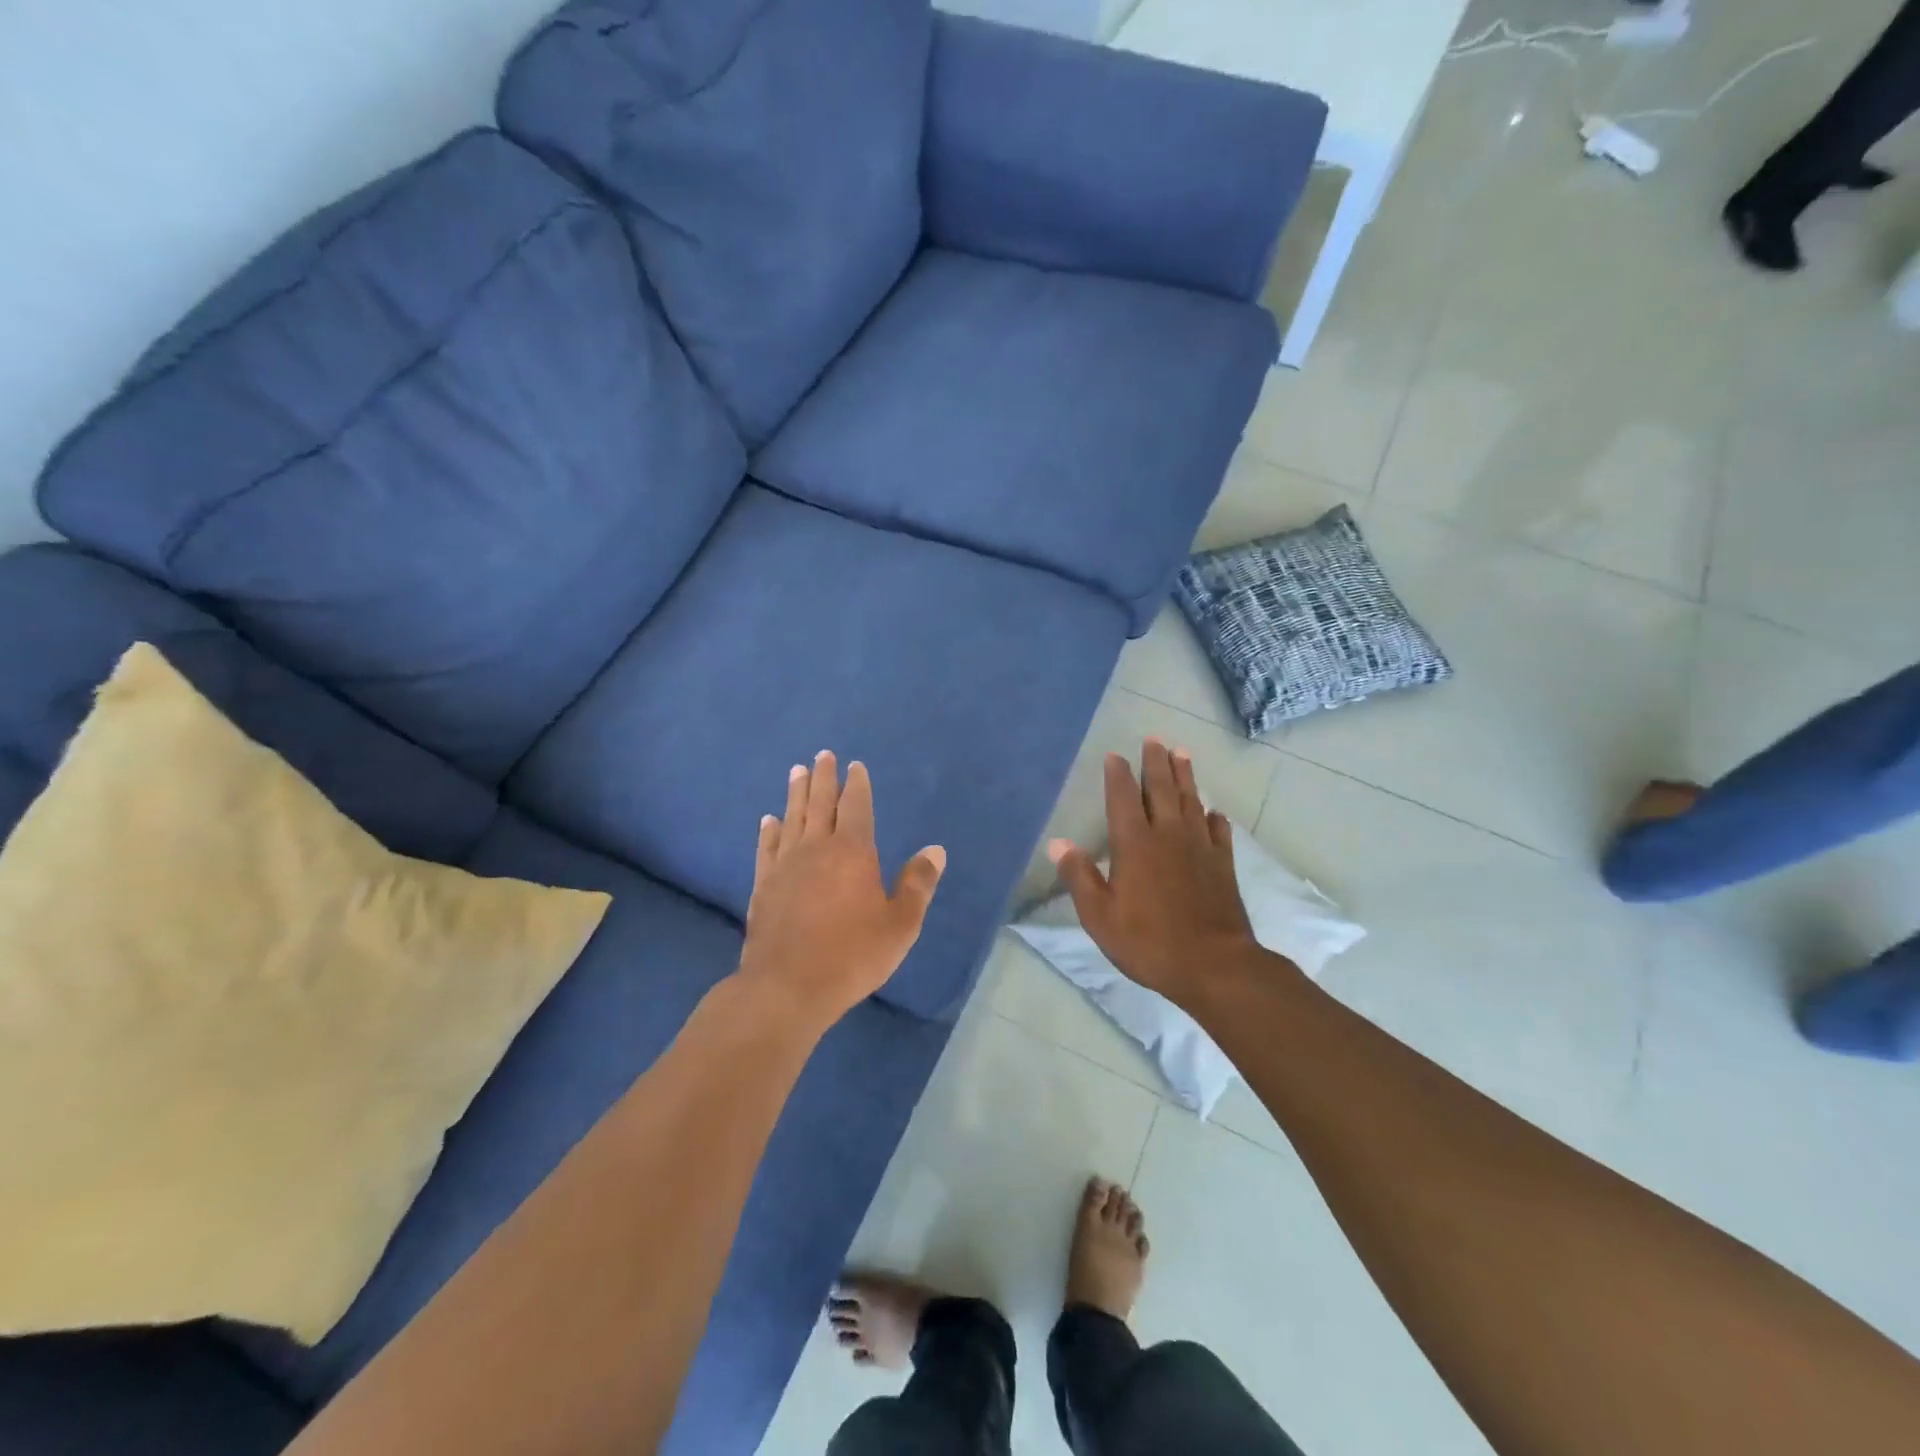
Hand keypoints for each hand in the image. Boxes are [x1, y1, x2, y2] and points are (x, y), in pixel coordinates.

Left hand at [738, 751, 945, 1028]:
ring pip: (792, 818)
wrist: (789, 986)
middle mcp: (817, 848)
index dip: (857, 785)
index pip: (857, 807)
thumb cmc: (852, 955)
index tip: (854, 766)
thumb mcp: (900, 924)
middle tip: (823, 755)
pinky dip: (770, 830)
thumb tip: (936, 850)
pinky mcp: (763, 885)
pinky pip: (767, 847)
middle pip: (821, 803)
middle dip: (823, 778)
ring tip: (797, 771)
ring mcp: (785, 865)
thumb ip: (918, 884)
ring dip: (795, 793)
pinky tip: (769, 820)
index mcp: (853, 852)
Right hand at [1048, 739, 1257, 1006]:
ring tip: (1182, 754)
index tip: (1115, 755)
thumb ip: (1079, 877)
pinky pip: (1220, 832)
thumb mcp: (1099, 916)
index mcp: (1134, 844)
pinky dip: (1215, 817)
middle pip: (1162, 789)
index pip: (1123, 798)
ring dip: (1186, 776)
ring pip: (1192, 801)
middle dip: (1156, 762)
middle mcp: (1168, 835)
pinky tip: (1214, 812)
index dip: (1118, 775)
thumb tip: (1058, 843)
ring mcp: (1200, 848)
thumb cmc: (1148, 941)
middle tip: (1154, 739)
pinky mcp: (1223, 865)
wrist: (1214, 965)